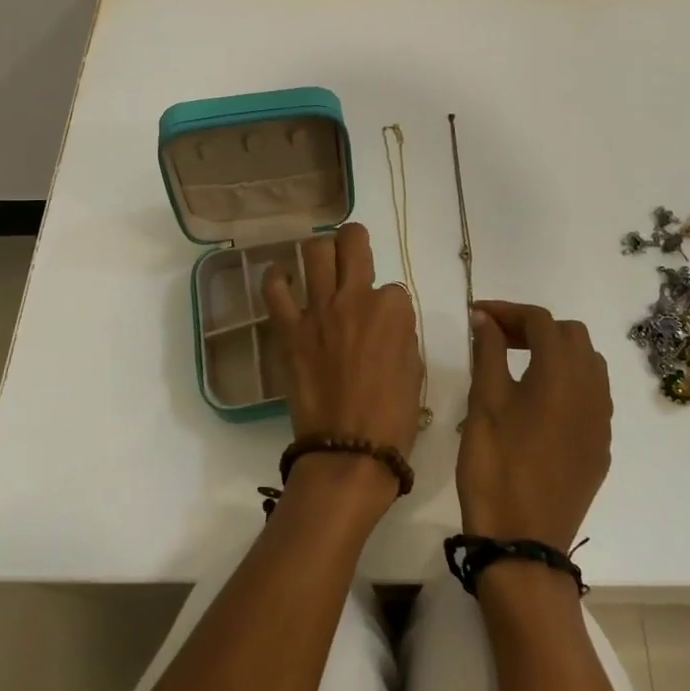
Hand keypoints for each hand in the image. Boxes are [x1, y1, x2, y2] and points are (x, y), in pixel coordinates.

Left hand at [263, 222, 423, 461]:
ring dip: (320, 250)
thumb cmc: (392, 417)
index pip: (393, 288)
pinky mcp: (289, 330)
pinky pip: (275, 291)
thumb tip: (387, 325)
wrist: (349, 451)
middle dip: (354, 239)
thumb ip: (401, 335)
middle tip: (352, 249)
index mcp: (393, 309)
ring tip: (320, 261)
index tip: (385, 325)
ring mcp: (318, 311)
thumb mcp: (415, 370)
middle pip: (352, 242)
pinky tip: (280, 276)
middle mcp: (355, 298)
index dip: (390, 305)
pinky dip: (275, 278)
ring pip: (314, 252)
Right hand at [458, 301, 612, 552]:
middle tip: (498, 339)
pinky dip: (568, 382)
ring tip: (519, 365)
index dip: (508, 311)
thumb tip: (486, 318)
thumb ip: (488, 352)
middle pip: (571, 335)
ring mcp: (602, 419)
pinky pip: (593, 395)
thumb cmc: (496, 465)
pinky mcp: (601, 445)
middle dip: (535, 328)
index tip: (478, 315)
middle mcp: (592, 388)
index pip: (540, 321)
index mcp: (561, 372)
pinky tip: (539, 401)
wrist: (523, 541)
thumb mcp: (484, 403)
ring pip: (588, 363)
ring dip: (557, 352)